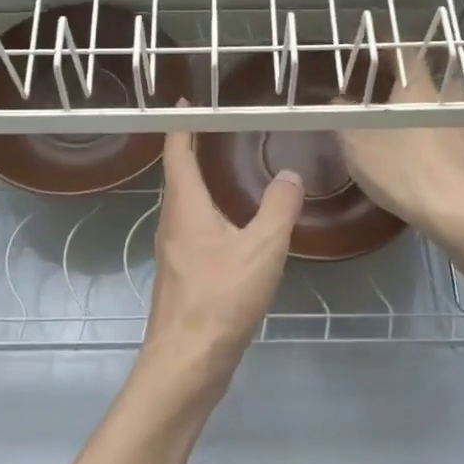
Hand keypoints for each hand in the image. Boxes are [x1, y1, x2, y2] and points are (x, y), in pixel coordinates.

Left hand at [136, 123, 303, 400]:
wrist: (188, 362)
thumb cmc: (220, 298)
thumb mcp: (262, 248)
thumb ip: (279, 208)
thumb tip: (290, 174)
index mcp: (185, 207)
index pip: (177, 152)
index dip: (182, 124)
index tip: (188, 101)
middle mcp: (172, 223)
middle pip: (178, 176)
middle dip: (193, 149)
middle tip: (219, 128)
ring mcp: (174, 252)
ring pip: (186, 204)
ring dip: (201, 181)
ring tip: (227, 168)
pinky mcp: (183, 276)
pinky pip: (194, 229)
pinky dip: (210, 212)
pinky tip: (233, 225)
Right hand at [336, 46, 463, 243]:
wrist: (463, 212)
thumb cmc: (405, 170)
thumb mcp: (358, 144)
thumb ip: (343, 117)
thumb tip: (337, 101)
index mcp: (418, 87)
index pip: (404, 51)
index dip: (388, 43)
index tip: (374, 41)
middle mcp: (449, 96)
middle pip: (432, 73)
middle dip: (413, 75)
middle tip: (391, 84)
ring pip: (448, 101)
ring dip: (431, 103)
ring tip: (411, 118)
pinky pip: (457, 126)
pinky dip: (442, 129)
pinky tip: (431, 148)